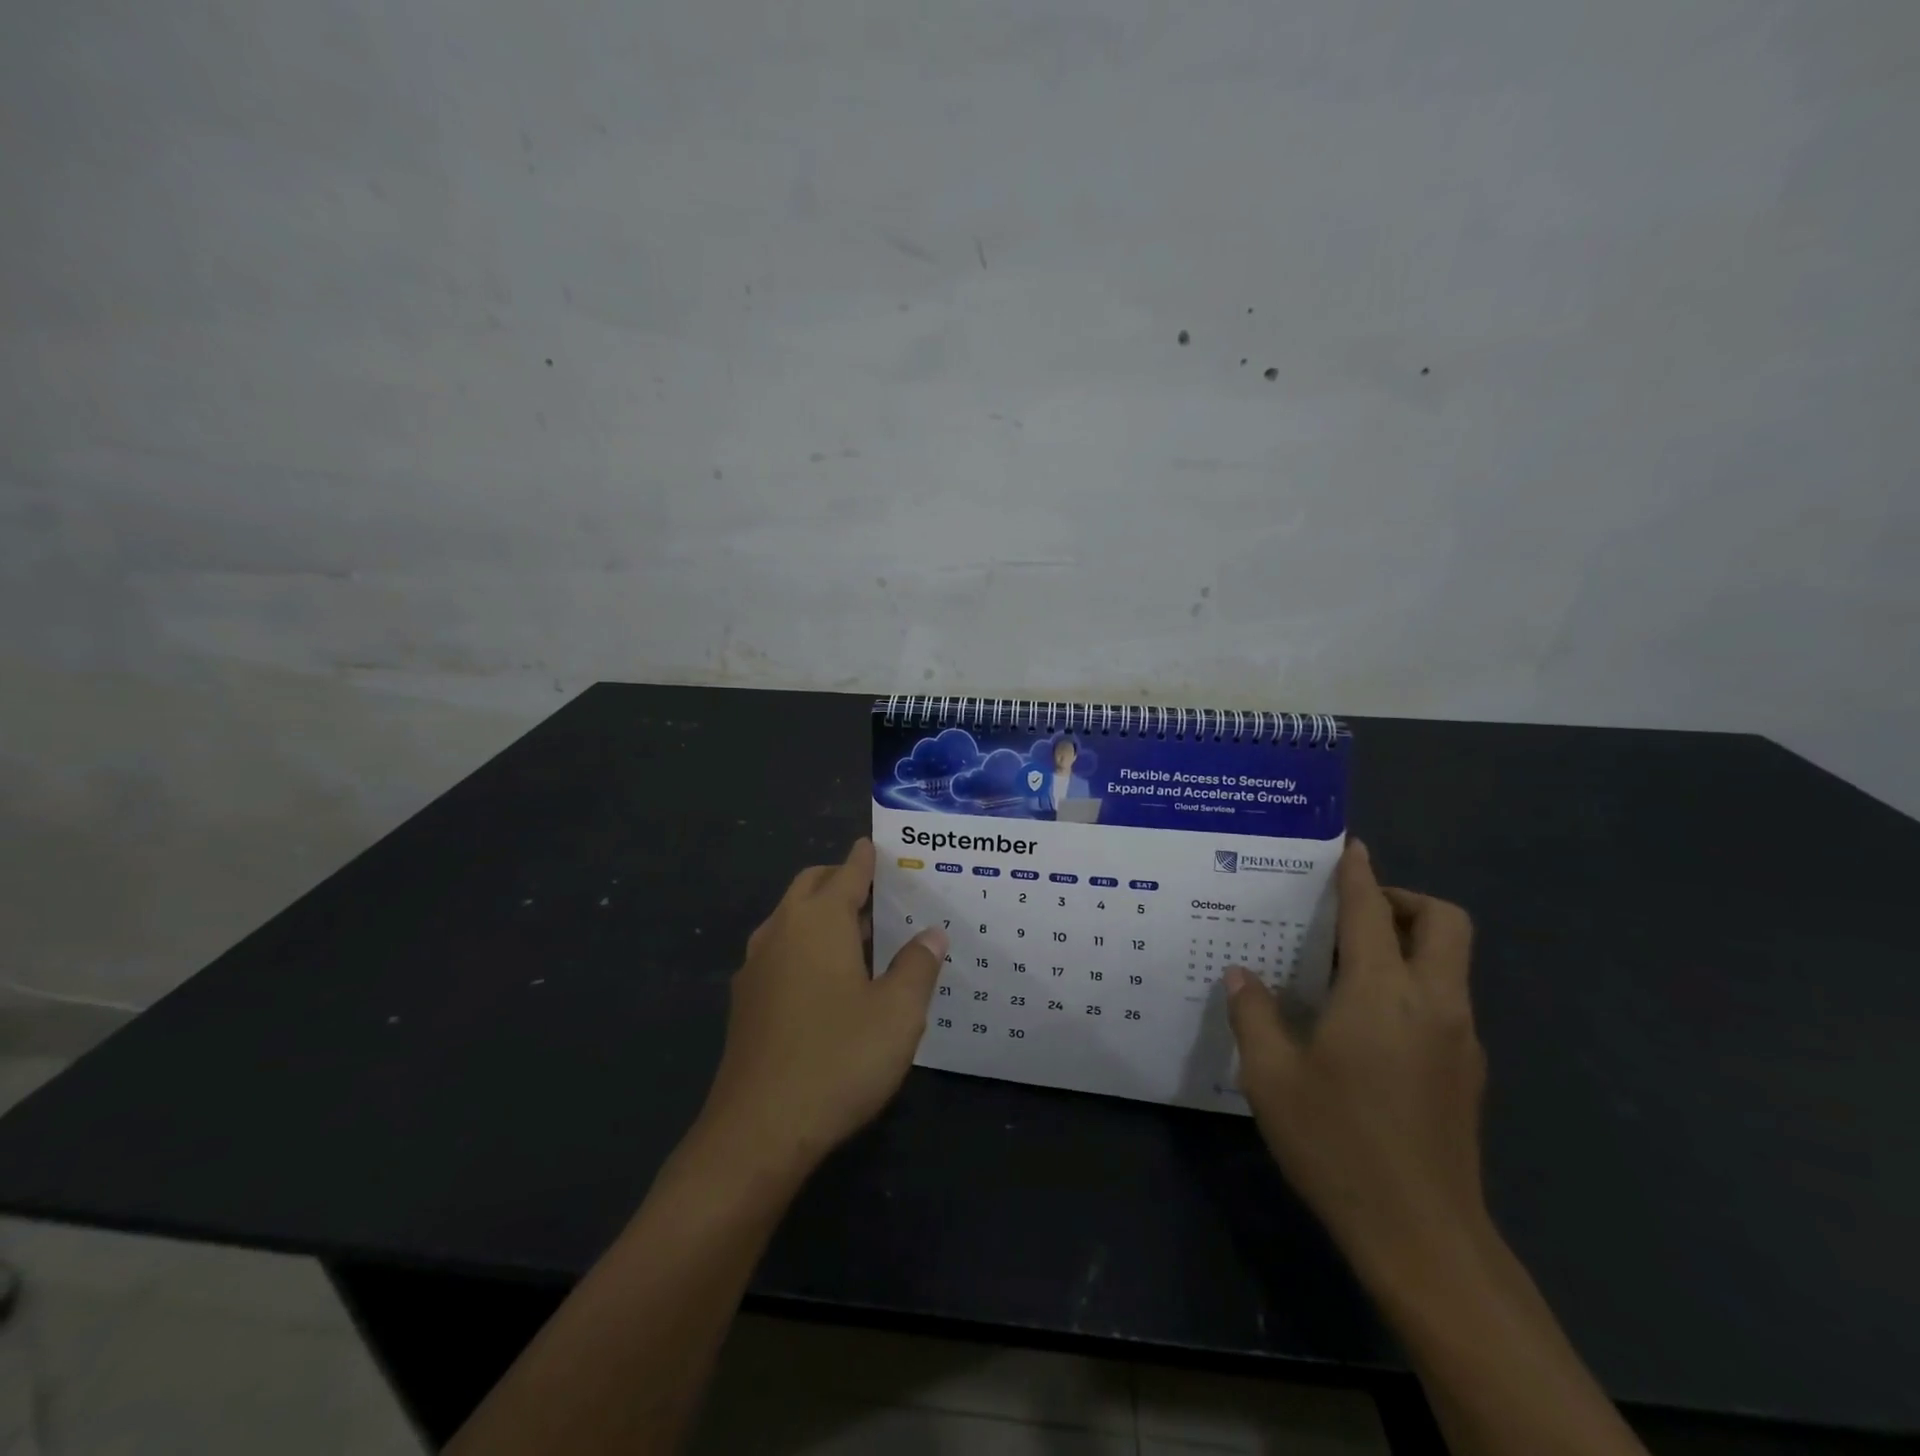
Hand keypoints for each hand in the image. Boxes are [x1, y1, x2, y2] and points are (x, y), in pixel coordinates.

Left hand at [701, 839, 946, 1172]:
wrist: (758, 1131)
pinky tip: (828, 981)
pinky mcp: (746, 1001)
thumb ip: (917, 966)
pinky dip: (805, 945)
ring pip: (791, 919)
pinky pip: (780, 951)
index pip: (847, 872)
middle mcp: (781, 930)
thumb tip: (931, 934)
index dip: (865, 858)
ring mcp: (756, 966)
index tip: (877, 845)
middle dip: (840, 879)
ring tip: (859, 935)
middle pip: (811, 886)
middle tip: (877, 892)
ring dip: (820, 914)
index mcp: (818, 920)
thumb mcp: (898, 1013)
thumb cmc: (838, 1059)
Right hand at [1225, 840, 1487, 1289]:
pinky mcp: (1467, 1072)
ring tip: (1349, 966)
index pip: (1372, 911)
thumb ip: (1253, 1016)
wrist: (1423, 1238)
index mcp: (1382, 994)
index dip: (1360, 873)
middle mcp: (1432, 1003)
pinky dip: (1414, 984)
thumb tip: (1241, 976)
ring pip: (1450, 962)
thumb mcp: (1272, 1078)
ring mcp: (1459, 1039)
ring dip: (1410, 942)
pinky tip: (1368, 1022)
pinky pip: (1445, 999)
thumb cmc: (1338, 1144)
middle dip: (1404, 901)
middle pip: (1443, 923)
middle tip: (1353, 914)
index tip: (1350, 846)